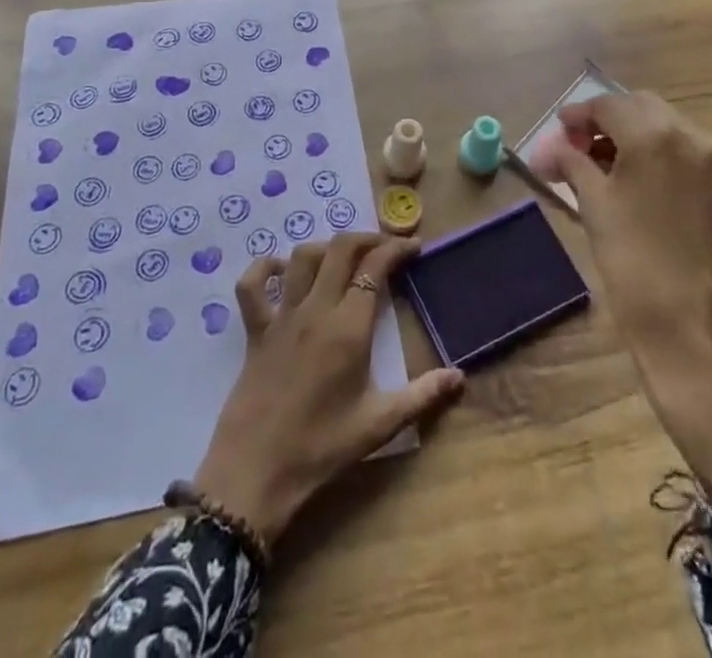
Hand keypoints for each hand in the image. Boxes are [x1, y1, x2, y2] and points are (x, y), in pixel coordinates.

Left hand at [194, 234, 464, 544]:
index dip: (396, 249)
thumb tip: (460, 377)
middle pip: (340, 249)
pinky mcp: (255, 329)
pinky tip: (282, 270)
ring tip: (344, 258)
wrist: (255, 473)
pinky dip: (265, 266)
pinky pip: (252, 284)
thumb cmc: (321, 448)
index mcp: (348, 327)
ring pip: (302, 257)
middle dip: (367, 238)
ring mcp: (282, 316)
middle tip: (386, 247)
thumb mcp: (379, 425)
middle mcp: (315, 309)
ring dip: (326, 247)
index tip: (414, 247)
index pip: (374, 267)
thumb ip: (422, 396)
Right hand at [534, 92, 711, 508]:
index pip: (610, 105)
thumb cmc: (637, 270)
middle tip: (578, 147)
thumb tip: (553, 148)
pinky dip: (661, 157)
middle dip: (608, 121)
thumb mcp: (595, 210)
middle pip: (643, 108)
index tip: (558, 130)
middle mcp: (696, 138)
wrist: (704, 342)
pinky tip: (639, 186)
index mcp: (658, 136)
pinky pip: (690, 157)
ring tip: (604, 168)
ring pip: (670, 130)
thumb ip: (574, 165)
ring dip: (635, 137)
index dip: (579, 114)